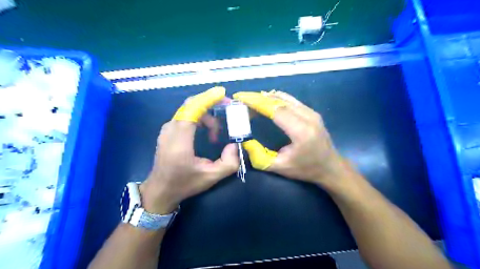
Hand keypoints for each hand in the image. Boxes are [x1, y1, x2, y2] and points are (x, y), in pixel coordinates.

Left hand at [141, 87, 239, 214]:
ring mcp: (167, 129)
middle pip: (191, 105)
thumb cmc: (184, 183)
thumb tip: (234, 145)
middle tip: (228, 108)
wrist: (160, 190)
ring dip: (207, 115)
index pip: (192, 110)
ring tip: (217, 133)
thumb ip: (228, 163)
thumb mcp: (210, 177)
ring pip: (189, 110)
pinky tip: (207, 132)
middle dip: (211, 102)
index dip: (208, 99)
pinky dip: (200, 117)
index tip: (223, 93)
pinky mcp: (168, 131)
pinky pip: (186, 115)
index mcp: (180, 140)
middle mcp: (171, 129)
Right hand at [234, 90, 348, 188]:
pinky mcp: (312, 112)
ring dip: (266, 98)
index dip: (256, 102)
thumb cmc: (306, 169)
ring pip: (285, 98)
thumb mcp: (280, 167)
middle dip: (258, 98)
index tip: (241, 98)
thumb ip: (259, 157)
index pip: (275, 109)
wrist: (331, 167)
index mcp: (301, 131)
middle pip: (279, 100)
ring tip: (251, 101)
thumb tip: (245, 141)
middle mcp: (308, 117)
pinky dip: (276, 100)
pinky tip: (266, 104)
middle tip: (242, 99)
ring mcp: (312, 112)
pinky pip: (291, 101)